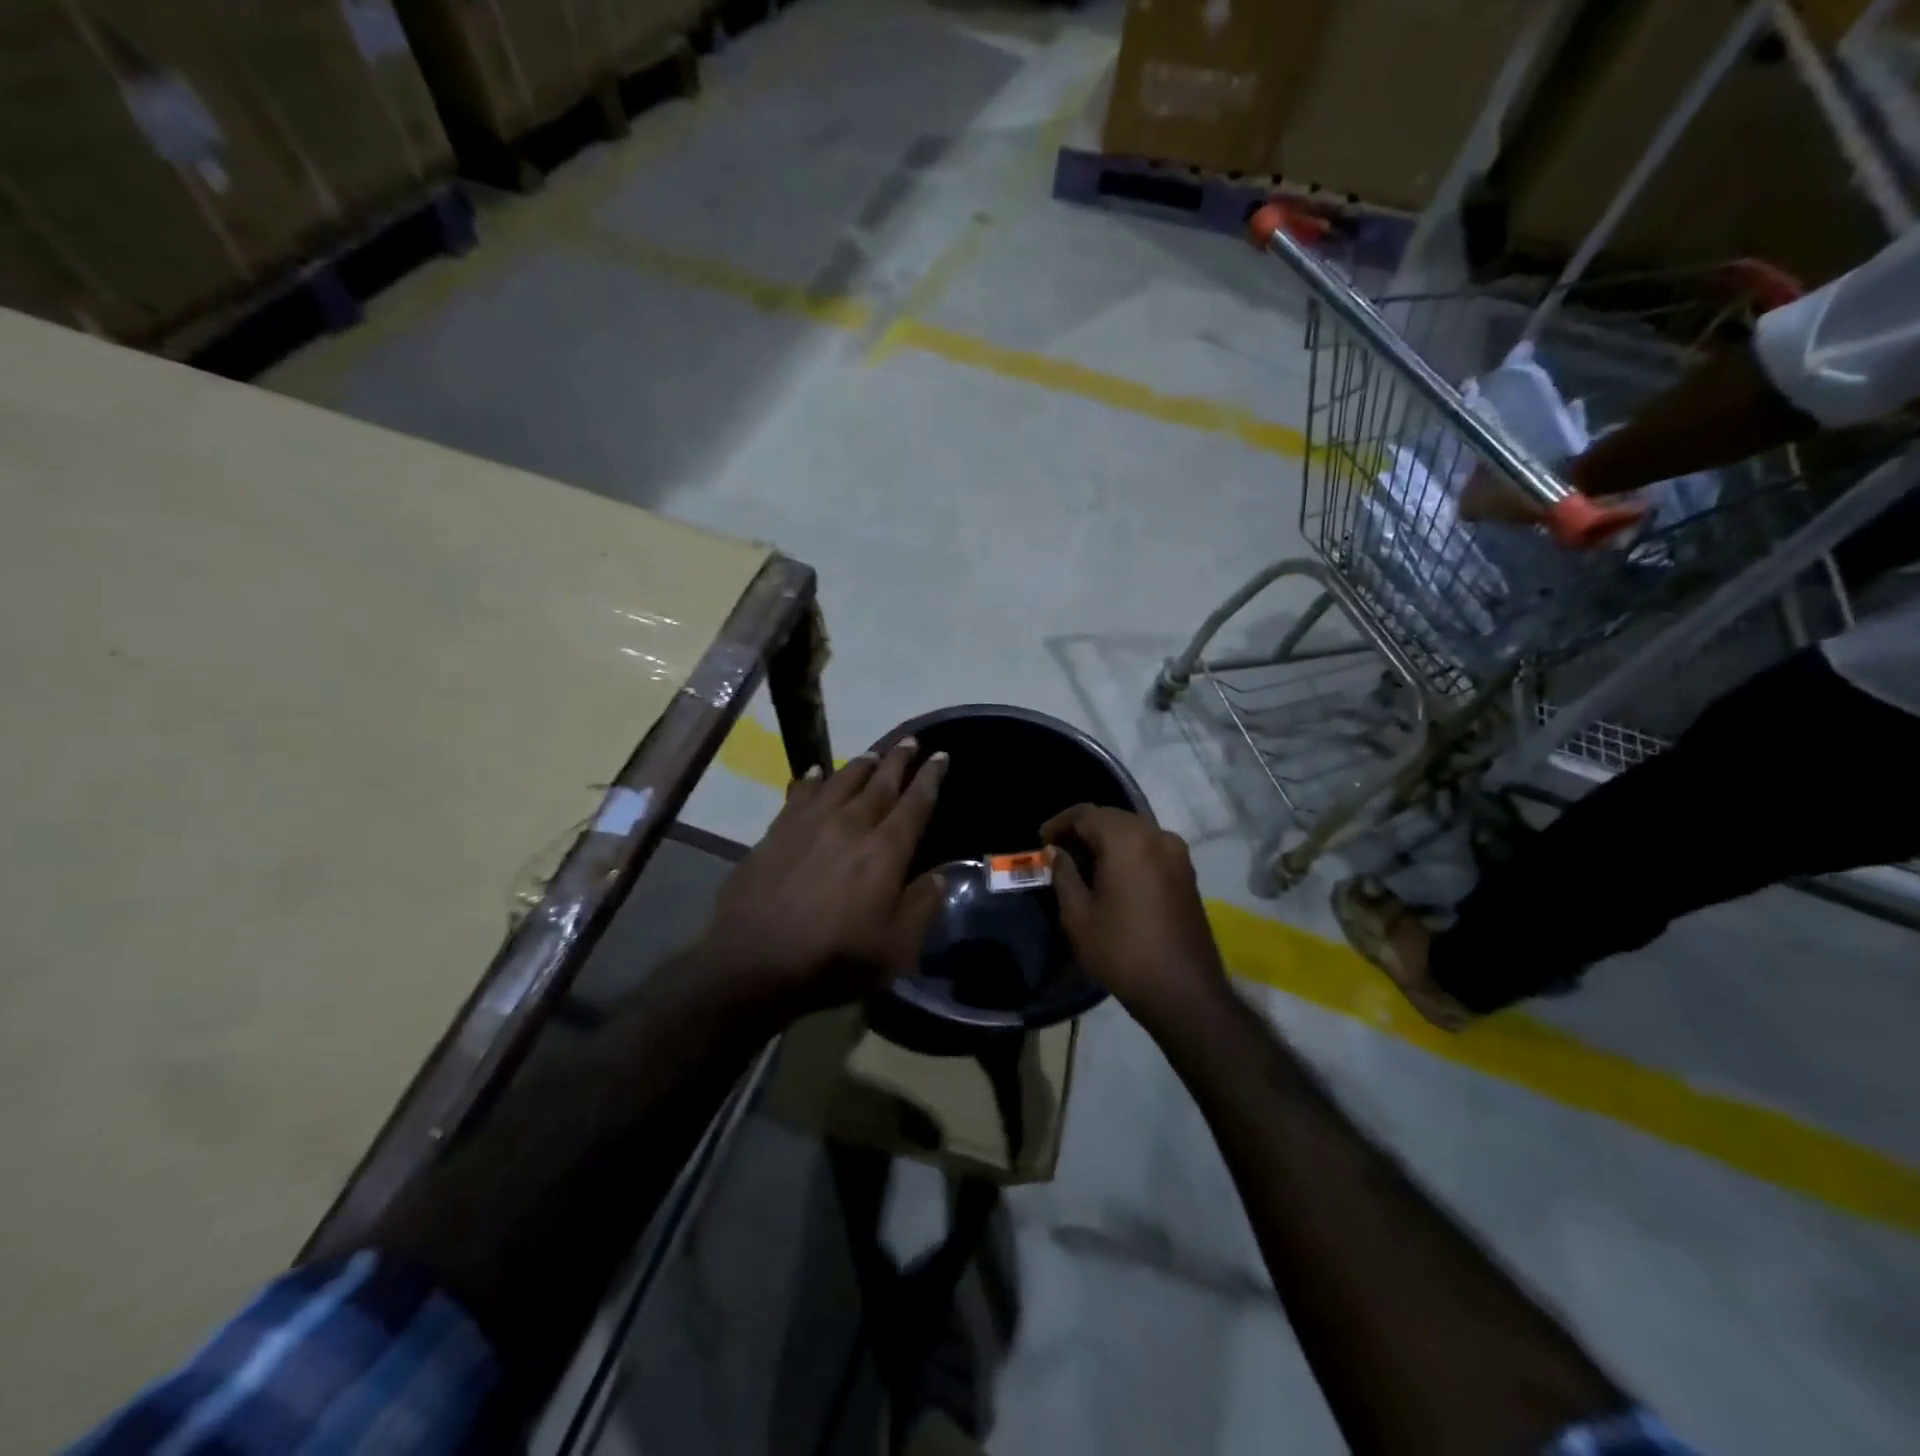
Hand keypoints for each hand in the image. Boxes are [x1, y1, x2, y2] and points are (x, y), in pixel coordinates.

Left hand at [697, 738, 947, 1022]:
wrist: (753, 962)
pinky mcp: (777, 831)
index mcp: (884, 851)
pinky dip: (813, 780)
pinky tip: (816, 773)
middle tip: (910, 741)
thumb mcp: (894, 948)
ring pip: (841, 781)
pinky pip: (800, 794)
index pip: (915, 804)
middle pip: (880, 783)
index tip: (940, 756)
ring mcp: (810, 824)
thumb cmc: (833, 959)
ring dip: (861, 765)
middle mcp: (850, 825)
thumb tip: (941, 876)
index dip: (930, 778)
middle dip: (898, 760)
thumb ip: (922, 907)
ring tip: (873, 754)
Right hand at [1041, 805, 1226, 1022]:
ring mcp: (1177, 853)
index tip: (1041, 841)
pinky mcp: (1186, 872)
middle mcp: (1157, 836)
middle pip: (1112, 818)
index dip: (1060, 823)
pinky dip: (1127, 851)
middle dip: (1083, 830)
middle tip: (1058, 853)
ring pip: (1133, 831)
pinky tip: (1111, 875)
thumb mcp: (1078, 915)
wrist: (1183, 990)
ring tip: (1082, 865)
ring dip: (1105, 840)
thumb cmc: (1122, 952)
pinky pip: (1150, 847)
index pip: (1086, 814)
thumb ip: (1063, 875)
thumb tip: (1056, 852)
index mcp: (1128, 841)